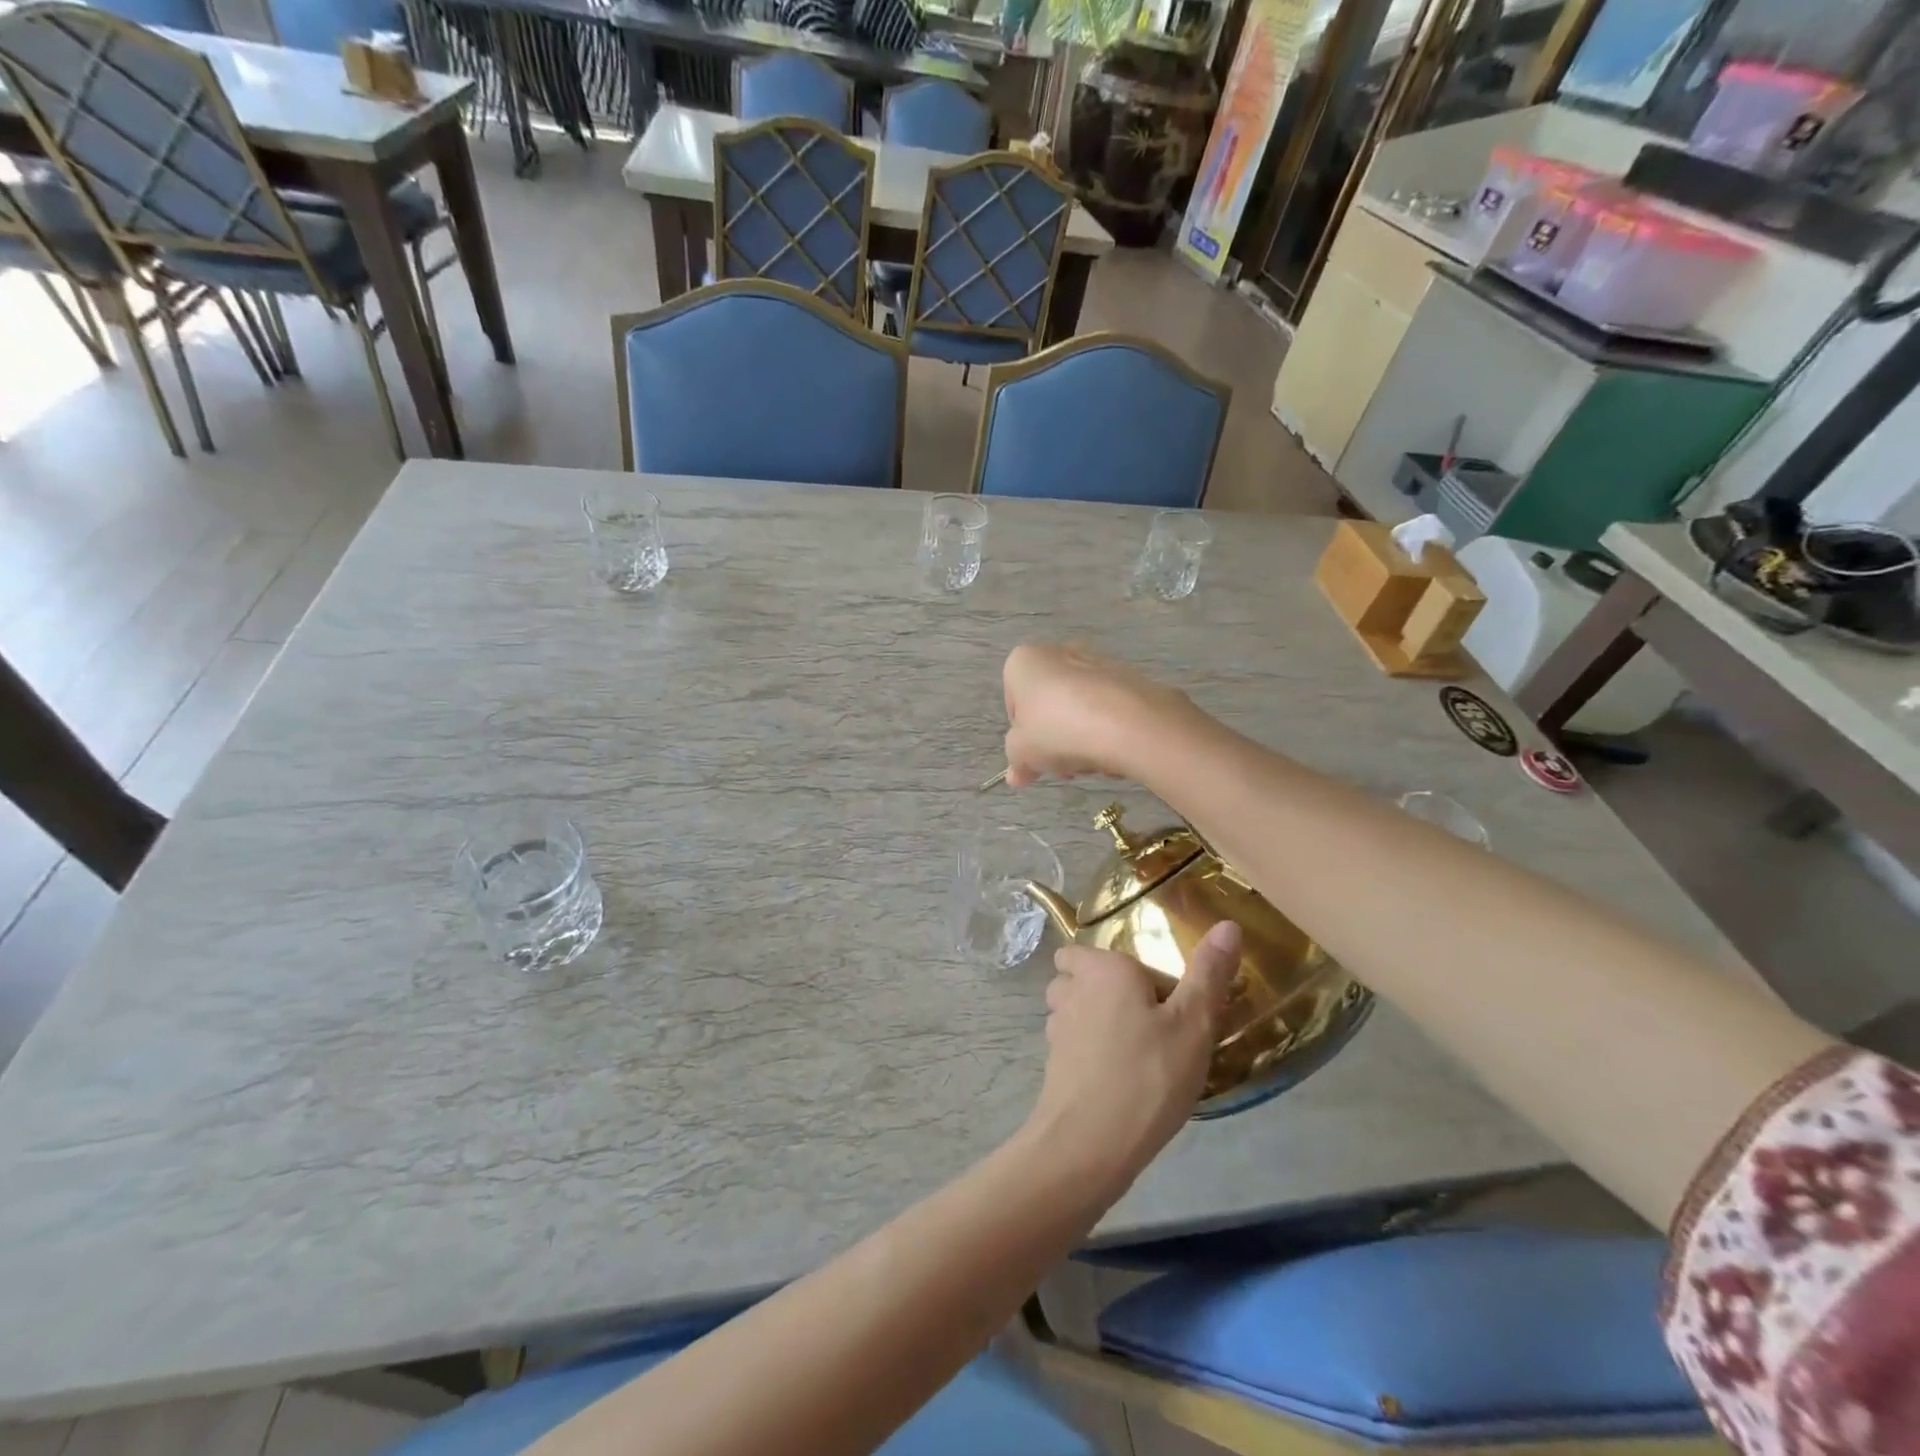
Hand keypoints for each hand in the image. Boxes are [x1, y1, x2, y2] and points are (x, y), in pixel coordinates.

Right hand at [1002, 643, 1192, 788]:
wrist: (1130, 723)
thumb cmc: (1059, 730)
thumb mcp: (1023, 753)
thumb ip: (1016, 761)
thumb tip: (1017, 775)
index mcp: (1024, 661)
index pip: (1013, 704)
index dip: (1022, 736)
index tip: (1035, 758)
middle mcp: (1059, 652)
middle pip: (1048, 705)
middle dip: (1053, 737)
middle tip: (1062, 764)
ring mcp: (1098, 662)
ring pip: (1079, 708)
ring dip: (1080, 736)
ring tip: (1090, 761)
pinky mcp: (1130, 677)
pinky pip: (1109, 709)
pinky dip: (1107, 729)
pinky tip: (1114, 752)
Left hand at [1026, 921, 1242, 1193]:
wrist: (1089, 1144)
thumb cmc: (1147, 1075)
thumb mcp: (1193, 1024)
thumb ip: (1208, 974)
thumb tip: (1228, 924)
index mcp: (1101, 968)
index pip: (1086, 950)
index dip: (1117, 966)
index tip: (1155, 994)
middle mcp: (1070, 989)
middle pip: (1077, 976)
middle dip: (1102, 989)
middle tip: (1147, 1019)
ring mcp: (1056, 1029)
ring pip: (1072, 1010)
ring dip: (1096, 1021)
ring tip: (1136, 1049)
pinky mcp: (1053, 1065)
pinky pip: (1072, 1045)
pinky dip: (1090, 1053)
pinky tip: (1121, 1079)